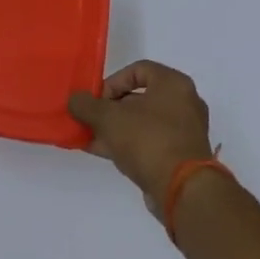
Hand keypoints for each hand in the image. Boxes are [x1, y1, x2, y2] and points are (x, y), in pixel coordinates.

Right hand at [68, 60, 215, 199]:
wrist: (181, 188)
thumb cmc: (147, 139)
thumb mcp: (107, 117)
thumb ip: (85, 105)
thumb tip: (75, 100)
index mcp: (173, 84)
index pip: (138, 69)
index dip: (112, 81)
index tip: (96, 100)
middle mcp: (184, 103)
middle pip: (138, 97)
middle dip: (108, 108)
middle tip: (89, 119)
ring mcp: (184, 131)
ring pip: (141, 122)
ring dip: (113, 128)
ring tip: (89, 137)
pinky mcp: (180, 154)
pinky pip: (148, 141)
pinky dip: (125, 143)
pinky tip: (100, 150)